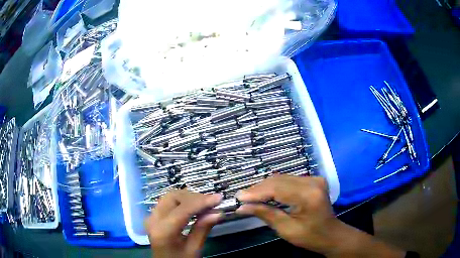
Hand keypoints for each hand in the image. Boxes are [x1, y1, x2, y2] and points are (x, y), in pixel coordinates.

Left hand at [145, 189, 221, 257]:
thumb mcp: (193, 249)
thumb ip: (203, 229)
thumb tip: (217, 213)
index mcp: (163, 231)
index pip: (182, 209)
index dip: (201, 201)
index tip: (218, 198)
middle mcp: (153, 219)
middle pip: (173, 197)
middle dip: (194, 197)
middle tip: (212, 202)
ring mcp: (151, 216)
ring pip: (170, 196)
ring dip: (189, 198)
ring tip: (206, 204)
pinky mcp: (154, 216)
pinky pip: (168, 202)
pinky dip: (183, 201)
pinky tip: (194, 207)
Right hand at [235, 174, 337, 252]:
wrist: (330, 234)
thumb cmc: (310, 236)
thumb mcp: (286, 229)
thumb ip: (265, 214)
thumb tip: (243, 207)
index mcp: (309, 195)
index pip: (277, 188)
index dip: (256, 192)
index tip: (239, 197)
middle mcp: (313, 182)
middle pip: (279, 180)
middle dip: (258, 189)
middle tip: (242, 198)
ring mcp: (314, 179)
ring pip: (282, 178)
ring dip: (265, 187)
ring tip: (250, 196)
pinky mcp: (313, 180)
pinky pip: (289, 180)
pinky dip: (275, 187)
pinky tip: (265, 194)